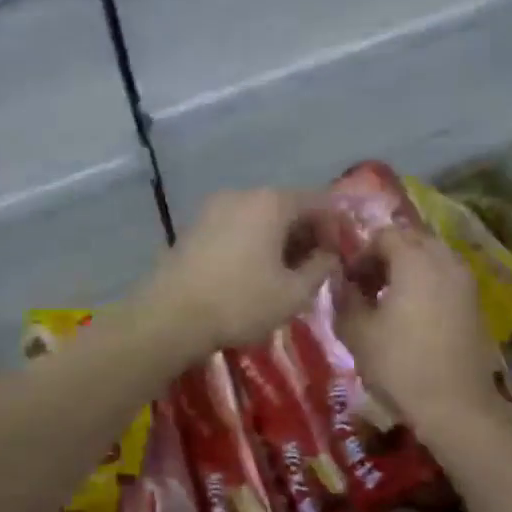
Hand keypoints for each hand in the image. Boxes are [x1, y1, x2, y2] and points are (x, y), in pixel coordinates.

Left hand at [141, 188, 339, 352]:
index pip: (318, 202)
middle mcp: (242, 194)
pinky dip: (252, 243)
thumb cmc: (240, 303)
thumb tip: (330, 255)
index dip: (335, 227)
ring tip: (286, 274)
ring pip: (259, 218)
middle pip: (286, 207)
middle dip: (306, 234)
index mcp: (271, 202)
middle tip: (316, 267)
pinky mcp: (194, 228)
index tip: (341, 256)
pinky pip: (235, 228)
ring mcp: (213, 209)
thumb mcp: (293, 294)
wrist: (170, 317)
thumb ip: (320, 269)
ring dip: (278, 240)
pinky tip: (254, 272)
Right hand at [334, 227, 496, 429]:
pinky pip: (446, 279)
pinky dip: (427, 285)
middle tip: (367, 287)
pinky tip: (412, 316)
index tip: (348, 282)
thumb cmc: (400, 365)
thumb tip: (342, 283)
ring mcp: (466, 282)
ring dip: (408, 270)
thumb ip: (345, 299)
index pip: (385, 235)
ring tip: (388, 302)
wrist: (456, 405)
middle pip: (412, 241)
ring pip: (432, 259)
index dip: (361, 254)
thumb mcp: (357, 333)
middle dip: (386, 257)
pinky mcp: (475, 304)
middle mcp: (445, 261)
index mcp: (415, 260)